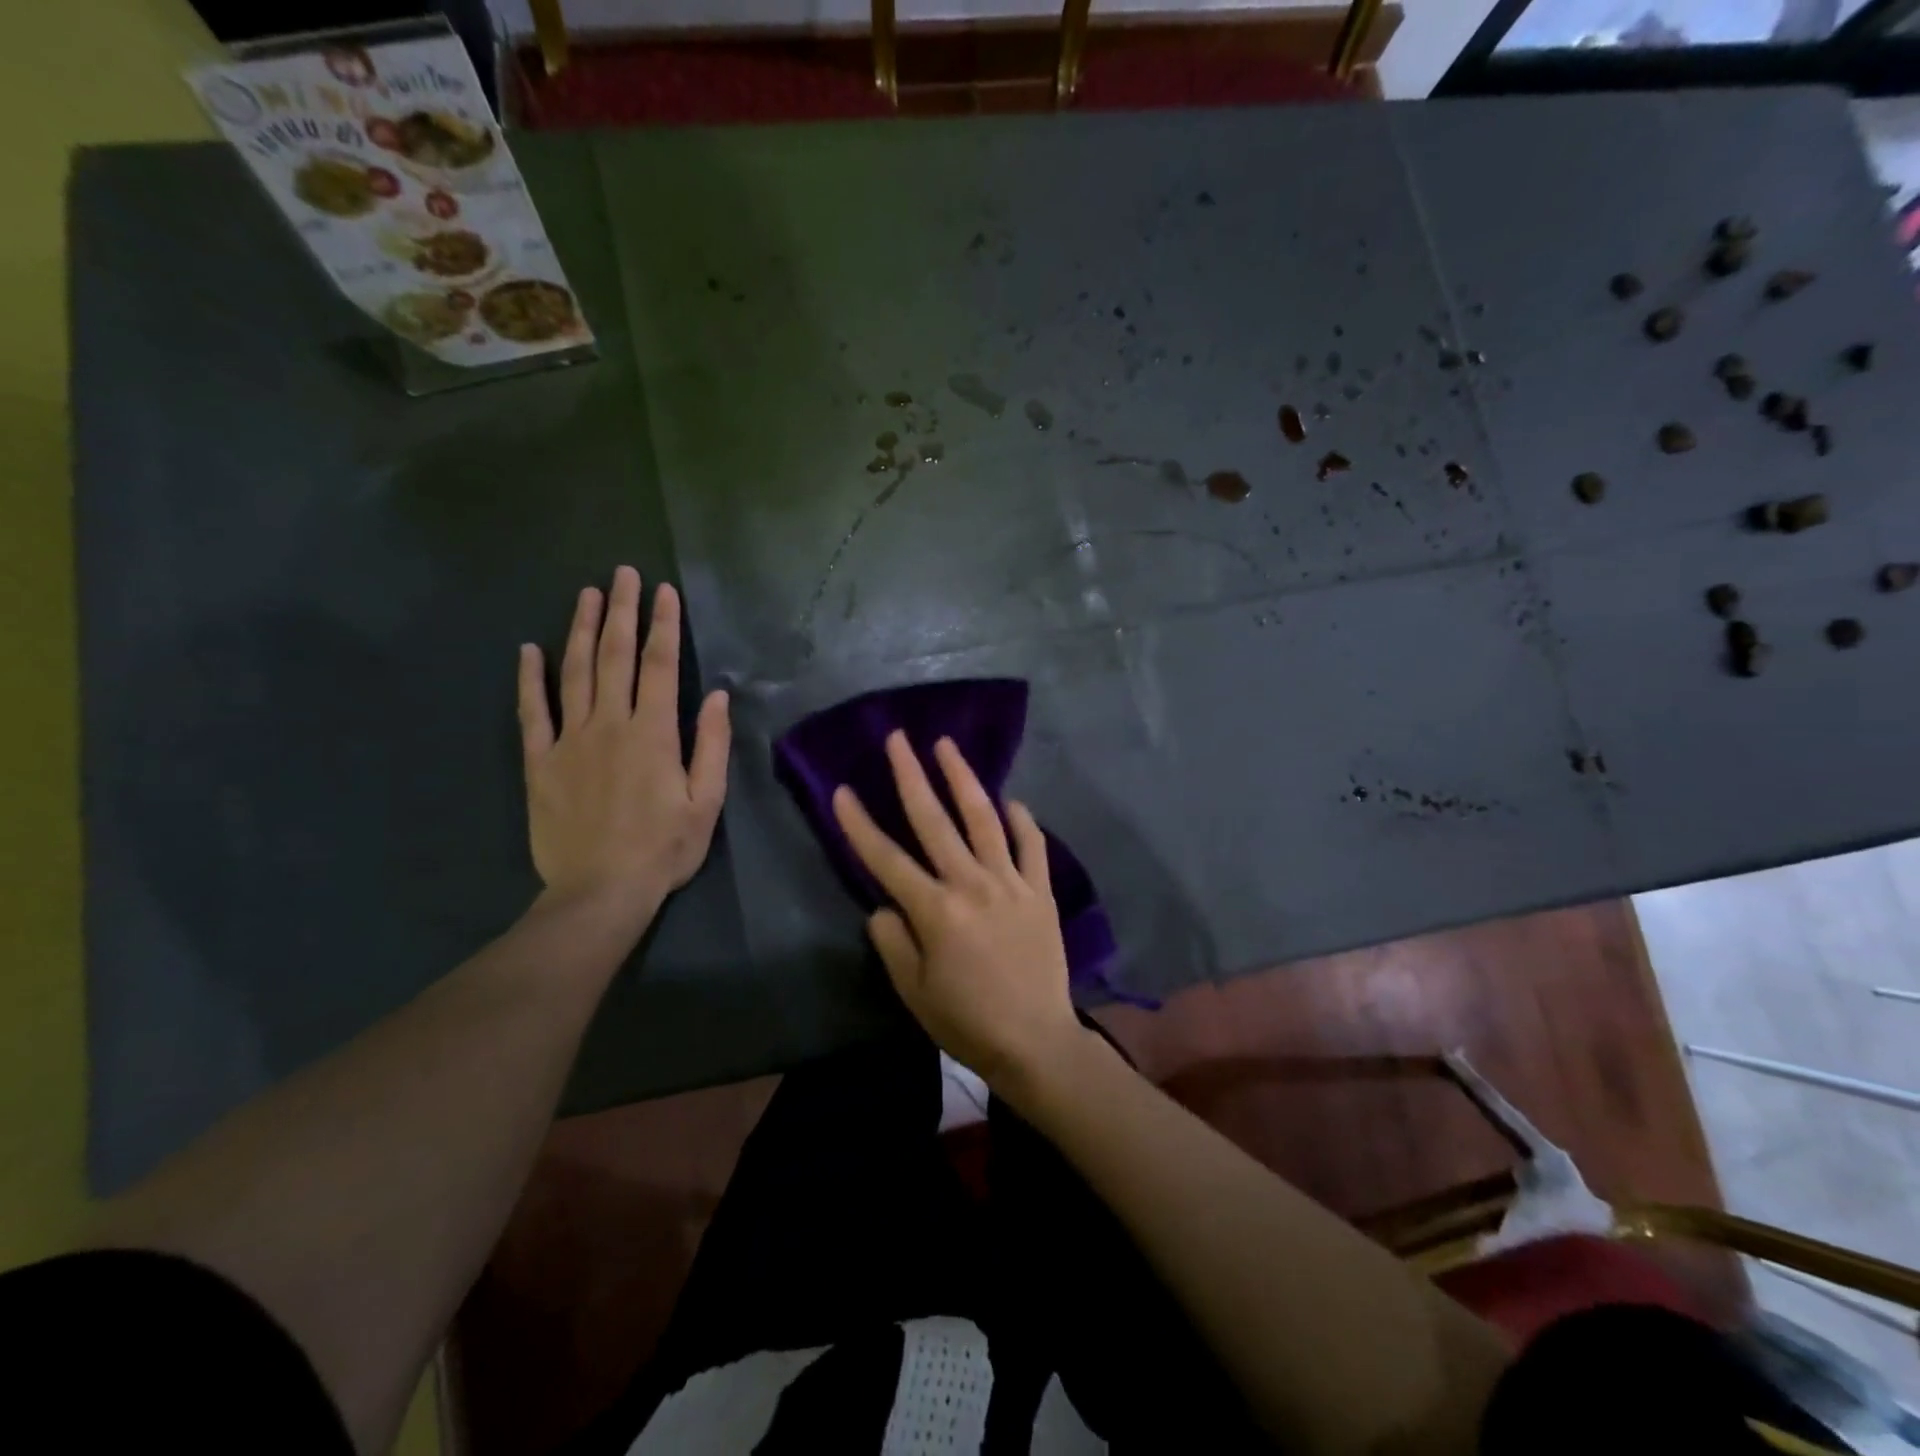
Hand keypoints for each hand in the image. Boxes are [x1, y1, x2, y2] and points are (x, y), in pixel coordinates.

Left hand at [518, 566, 730, 930]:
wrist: (600, 891)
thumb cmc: (664, 849)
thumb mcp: (706, 802)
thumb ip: (711, 746)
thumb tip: (714, 696)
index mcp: (653, 734)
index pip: (658, 666)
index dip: (662, 625)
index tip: (663, 591)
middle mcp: (609, 725)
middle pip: (613, 657)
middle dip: (620, 611)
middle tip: (622, 574)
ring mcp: (569, 741)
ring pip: (573, 673)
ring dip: (579, 630)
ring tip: (585, 594)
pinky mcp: (540, 762)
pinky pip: (531, 712)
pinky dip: (529, 679)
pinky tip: (529, 650)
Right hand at [832, 732, 1082, 1087]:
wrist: (1035, 1042)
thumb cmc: (967, 1021)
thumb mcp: (914, 991)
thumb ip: (893, 941)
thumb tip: (884, 904)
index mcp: (936, 911)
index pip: (886, 859)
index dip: (860, 824)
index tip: (842, 791)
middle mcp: (972, 885)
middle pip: (935, 821)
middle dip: (911, 776)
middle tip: (898, 739)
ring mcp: (1011, 883)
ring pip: (984, 819)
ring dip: (963, 779)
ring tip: (947, 746)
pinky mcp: (1040, 891)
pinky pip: (1031, 845)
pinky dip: (1021, 820)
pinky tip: (1011, 801)